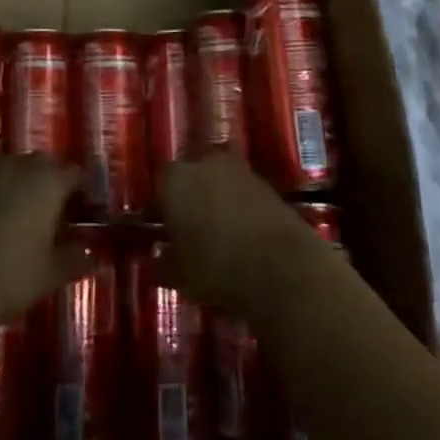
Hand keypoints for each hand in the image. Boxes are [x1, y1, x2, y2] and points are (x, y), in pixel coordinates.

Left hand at [0, 158, 84, 335]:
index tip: (82, 207)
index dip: (80, 189)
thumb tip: (93, 255)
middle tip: (53, 210)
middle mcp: (17, 166)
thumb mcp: (50, 274)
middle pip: (41, 164)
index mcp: (48, 181)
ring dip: (18, 183)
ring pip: (9, 168)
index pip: (73, 172)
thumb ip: (75, 259)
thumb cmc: (9, 277)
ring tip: (20, 213)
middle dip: (49, 181)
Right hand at [161, 154, 319, 312]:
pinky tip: (243, 236)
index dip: (160, 210)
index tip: (163, 232)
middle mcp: (205, 164)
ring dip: (217, 202)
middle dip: (190, 199)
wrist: (282, 267)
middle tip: (190, 230)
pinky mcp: (268, 185)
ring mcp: (240, 171)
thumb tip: (157, 258)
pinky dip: (241, 209)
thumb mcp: (179, 275)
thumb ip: (163, 262)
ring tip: (219, 235)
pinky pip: (244, 194)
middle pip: (191, 177)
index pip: (160, 187)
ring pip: (219, 183)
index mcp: (175, 180)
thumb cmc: (216, 267)